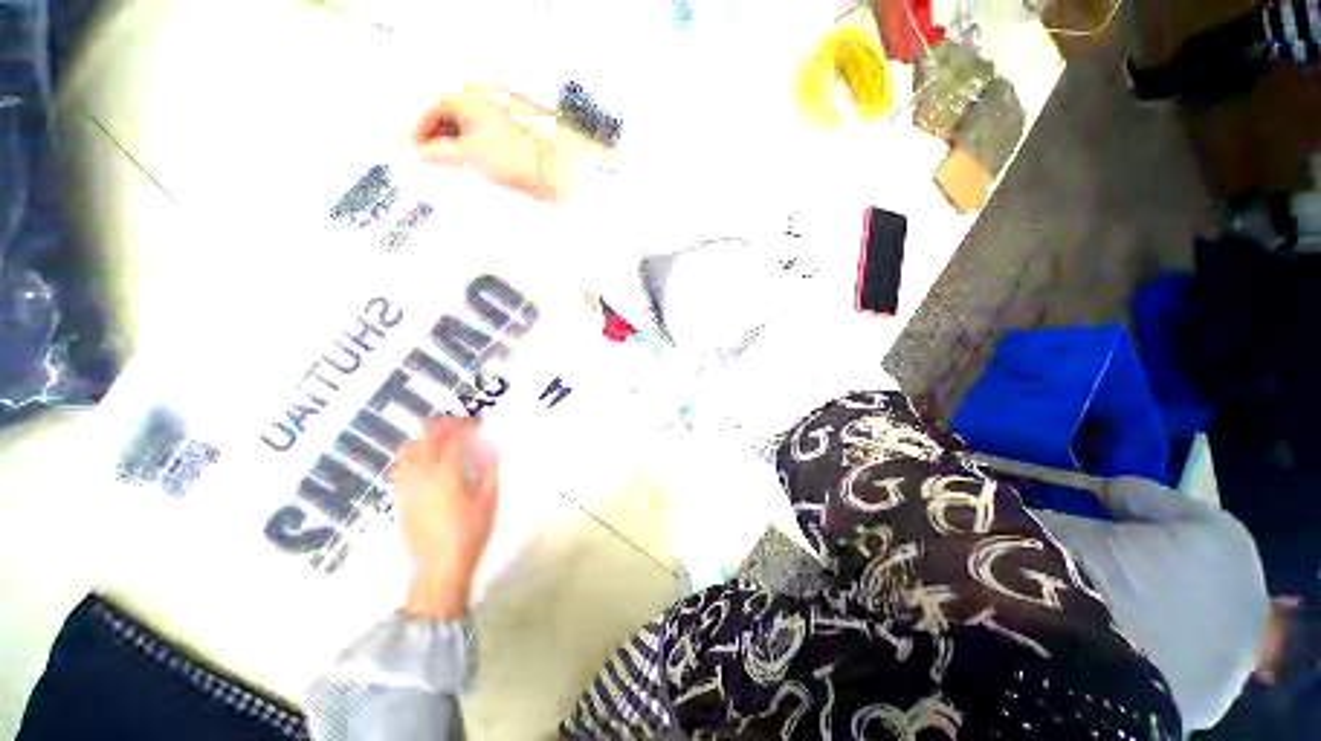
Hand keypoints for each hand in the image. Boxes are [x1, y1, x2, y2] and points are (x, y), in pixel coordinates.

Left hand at [394, 418, 498, 618]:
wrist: (439, 567)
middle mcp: (423, 474)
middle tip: (458, 424)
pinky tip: (423, 458)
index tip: (476, 423)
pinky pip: (400, 466)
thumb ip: (490, 471)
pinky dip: (411, 454)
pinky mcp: (400, 497)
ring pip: (408, 450)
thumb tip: (490, 451)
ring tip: (440, 437)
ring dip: (423, 438)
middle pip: (426, 438)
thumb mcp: (489, 500)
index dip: (464, 427)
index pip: (453, 438)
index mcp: (448, 473)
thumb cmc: (470, 532)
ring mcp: (408, 486)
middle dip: (441, 426)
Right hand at [412, 86, 598, 202]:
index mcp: (473, 95)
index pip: (435, 107)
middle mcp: (490, 97)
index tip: (416, 146)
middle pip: (453, 113)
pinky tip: (478, 160)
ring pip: (471, 123)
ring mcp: (507, 112)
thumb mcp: (468, 154)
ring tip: (454, 161)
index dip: (422, 128)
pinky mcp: (520, 129)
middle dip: (439, 133)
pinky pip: (489, 133)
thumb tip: (423, 153)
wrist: (553, 168)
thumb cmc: (519, 156)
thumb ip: (439, 153)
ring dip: (457, 140)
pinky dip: (477, 144)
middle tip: (431, 154)